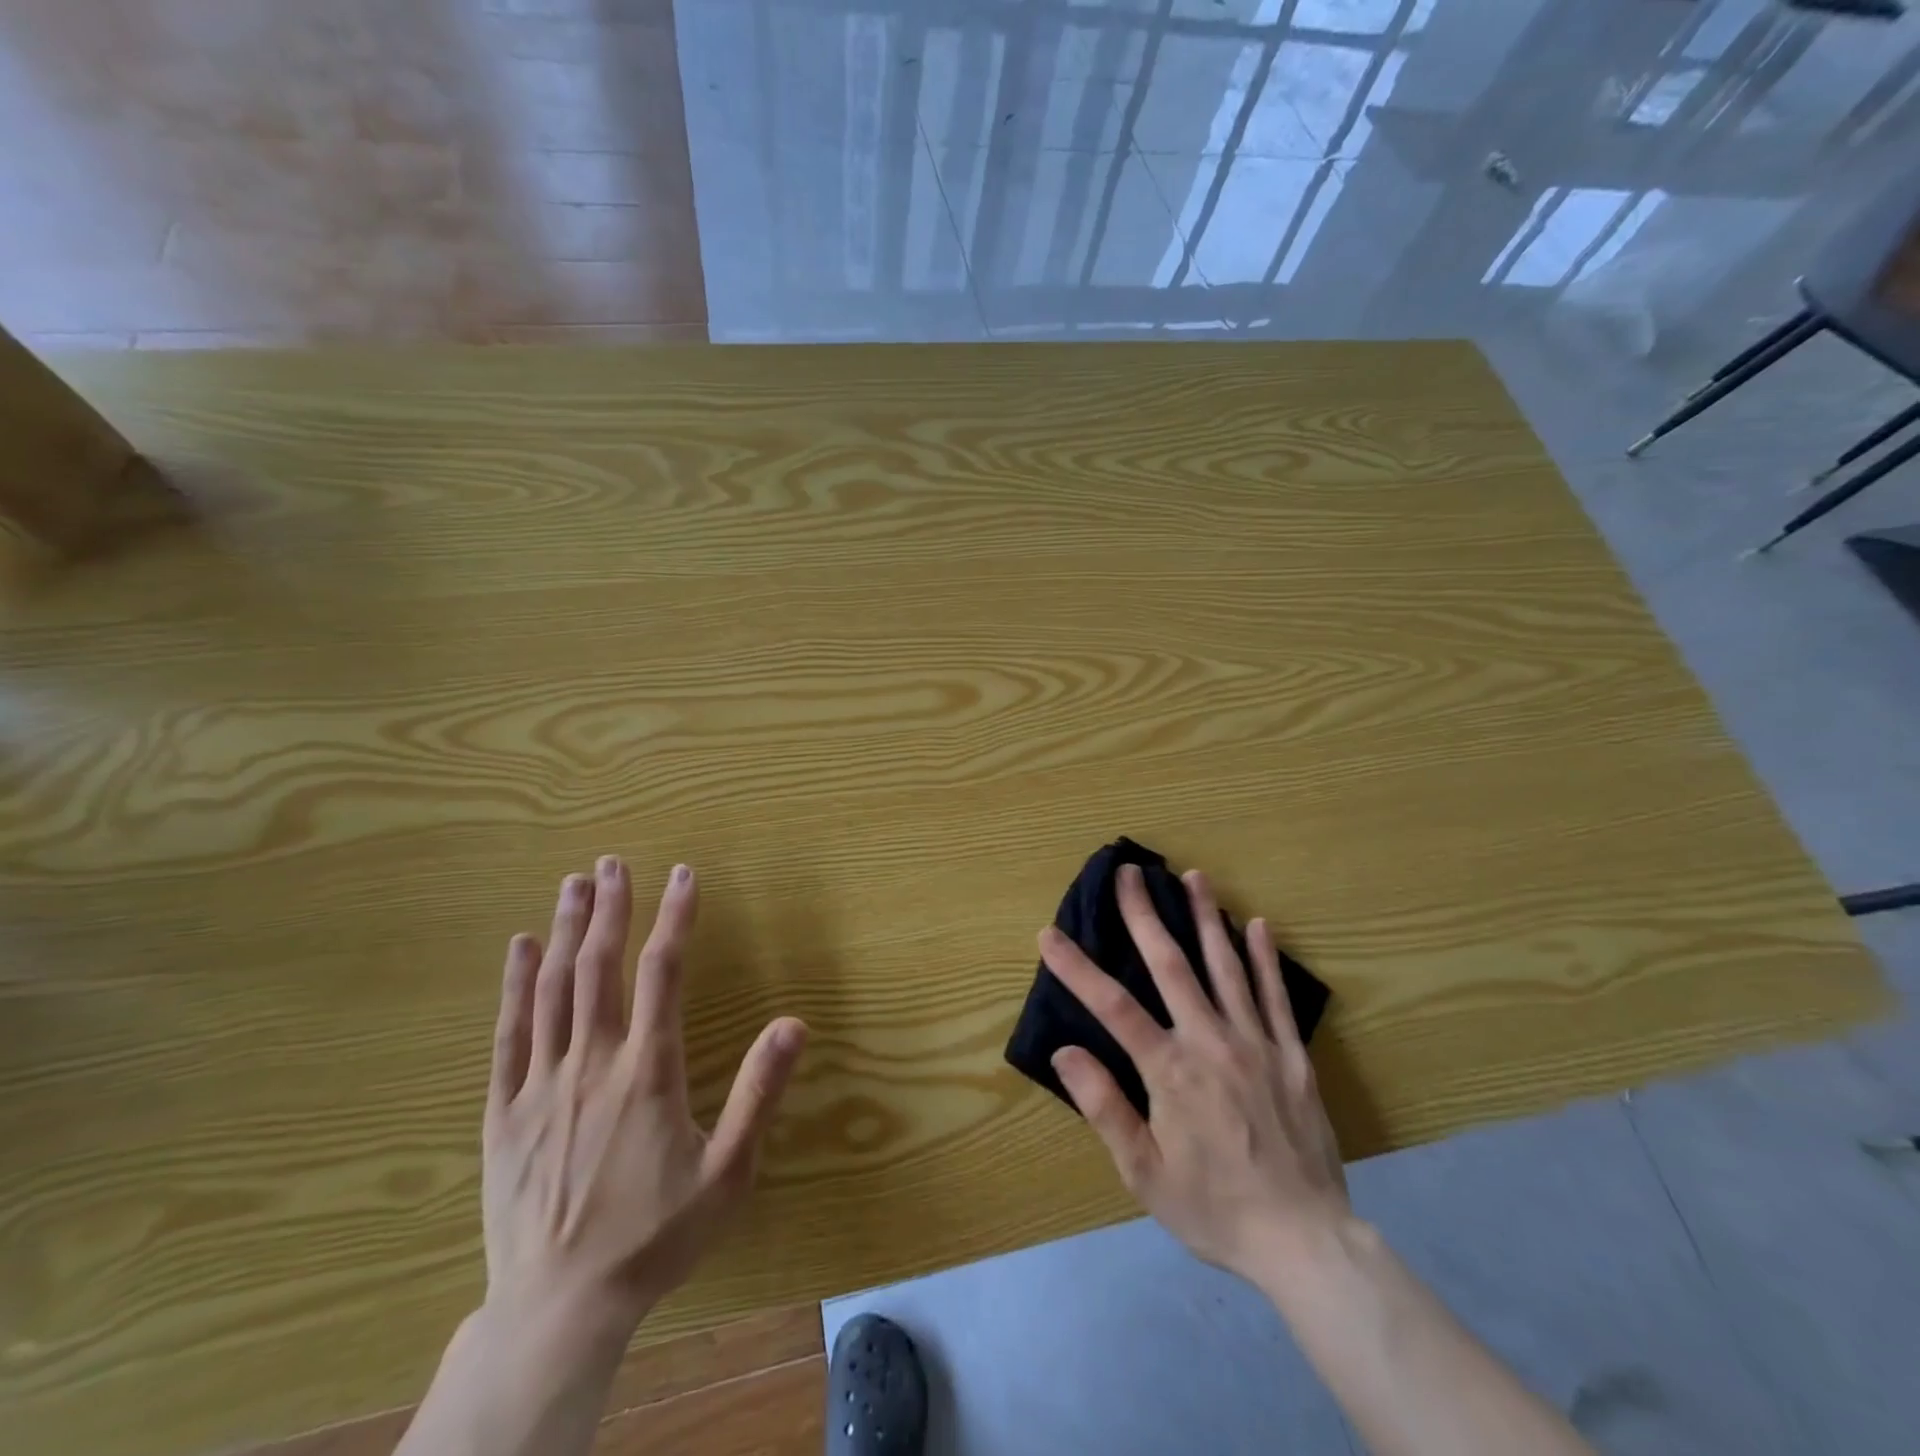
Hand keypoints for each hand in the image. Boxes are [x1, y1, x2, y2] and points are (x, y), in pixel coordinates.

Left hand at [482, 857, 807, 1346]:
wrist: (559, 1309)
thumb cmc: (654, 1236)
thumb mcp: (728, 1172)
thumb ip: (761, 1092)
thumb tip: (794, 1024)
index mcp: (646, 1072)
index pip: (662, 974)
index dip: (675, 918)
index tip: (683, 875)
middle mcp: (592, 1063)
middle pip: (599, 967)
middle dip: (610, 908)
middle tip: (614, 862)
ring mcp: (541, 1085)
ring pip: (553, 989)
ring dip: (565, 931)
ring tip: (574, 885)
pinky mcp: (503, 1112)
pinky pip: (508, 1035)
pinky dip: (515, 985)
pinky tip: (520, 949)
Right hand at [1041, 863, 1348, 1285]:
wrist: (1305, 1242)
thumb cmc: (1213, 1208)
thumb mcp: (1144, 1173)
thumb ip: (1104, 1107)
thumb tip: (1064, 1052)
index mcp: (1170, 1071)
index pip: (1113, 1006)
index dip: (1077, 967)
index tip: (1049, 933)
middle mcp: (1211, 1042)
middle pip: (1172, 965)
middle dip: (1146, 915)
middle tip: (1131, 872)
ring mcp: (1257, 1043)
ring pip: (1227, 967)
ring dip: (1207, 918)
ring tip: (1194, 877)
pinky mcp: (1292, 1056)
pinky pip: (1275, 997)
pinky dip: (1266, 958)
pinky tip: (1259, 925)